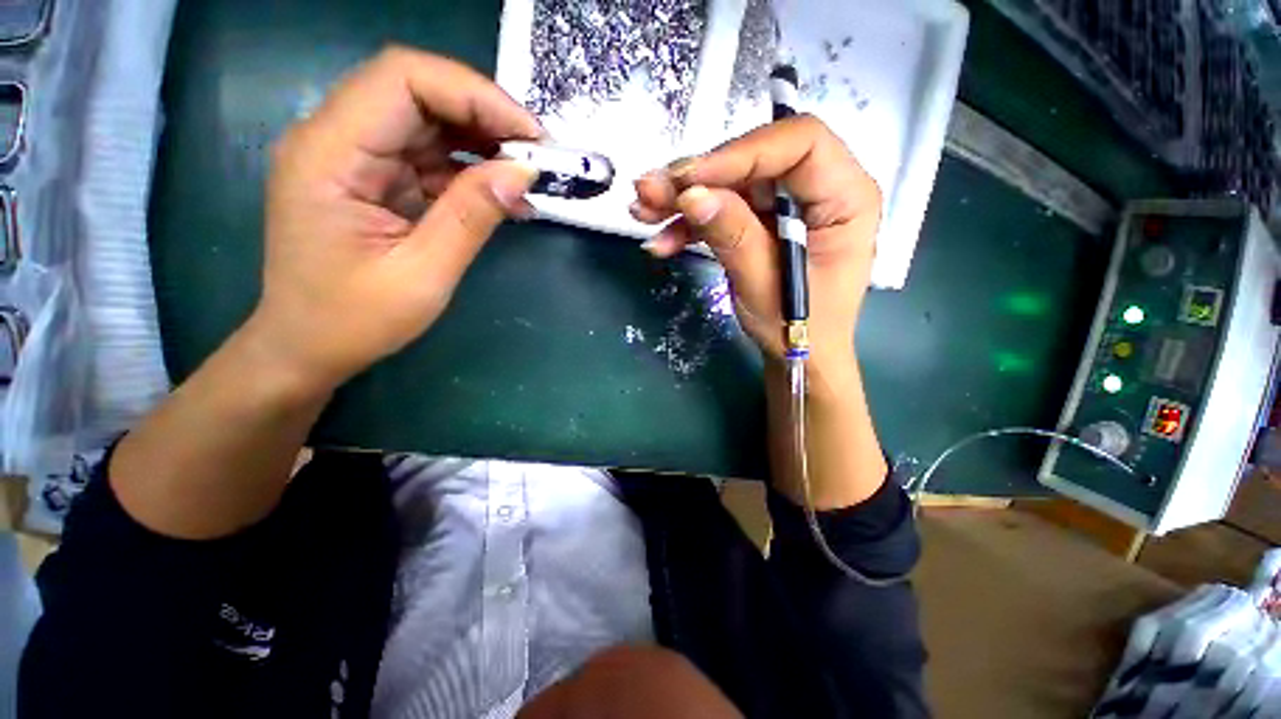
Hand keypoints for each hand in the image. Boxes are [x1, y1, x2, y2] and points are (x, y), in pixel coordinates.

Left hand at [249, 47, 542, 394]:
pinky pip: (427, 156)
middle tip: (537, 155)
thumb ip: (471, 217)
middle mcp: (333, 138)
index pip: (403, 79)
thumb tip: (522, 173)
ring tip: (527, 176)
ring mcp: (353, 157)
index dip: (474, 94)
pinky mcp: (372, 178)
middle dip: (485, 116)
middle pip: (417, 92)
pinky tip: (502, 195)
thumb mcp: (423, 274)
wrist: (306, 347)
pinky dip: (470, 170)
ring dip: (482, 142)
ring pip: (427, 122)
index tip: (530, 136)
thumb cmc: (353, 321)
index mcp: (329, 153)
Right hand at [632, 115, 880, 382]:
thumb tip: (692, 194)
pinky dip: (691, 225)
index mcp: (846, 198)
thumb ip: (734, 237)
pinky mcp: (764, 221)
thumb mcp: (764, 287)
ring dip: (684, 199)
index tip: (688, 179)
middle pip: (755, 162)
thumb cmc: (799, 329)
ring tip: (643, 211)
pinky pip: (724, 211)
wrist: (801, 355)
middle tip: (648, 190)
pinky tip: (663, 241)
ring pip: (731, 185)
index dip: (740, 153)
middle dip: (698, 177)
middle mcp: (820, 189)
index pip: (799, 144)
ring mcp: (788, 206)